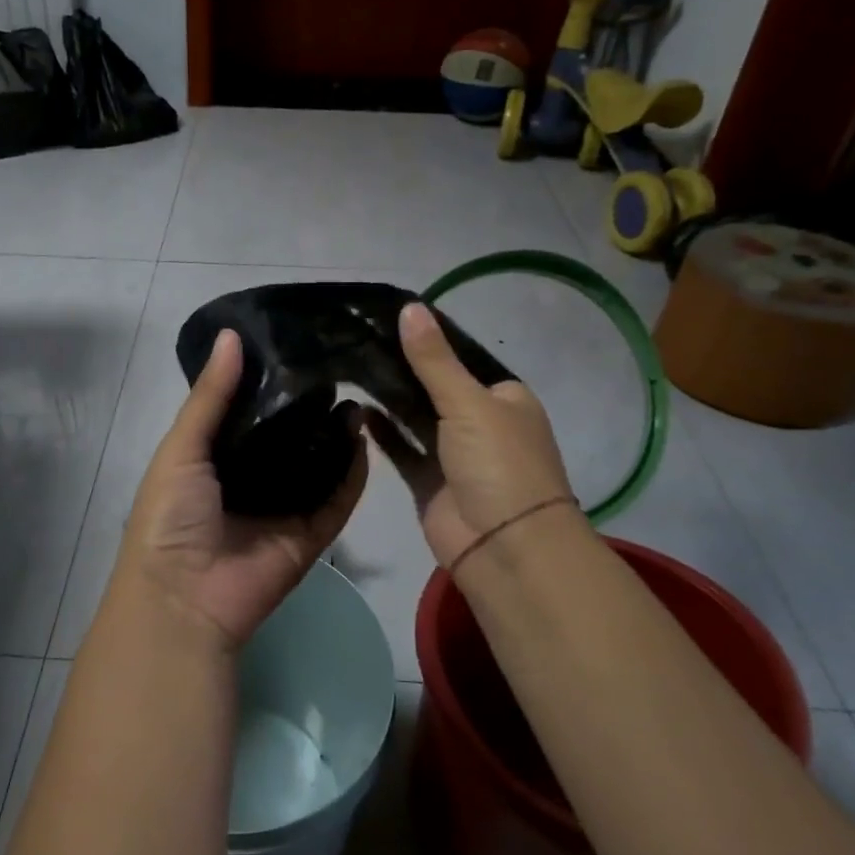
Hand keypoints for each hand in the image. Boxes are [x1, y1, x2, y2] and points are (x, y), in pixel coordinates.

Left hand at [111, 329, 368, 650]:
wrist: (183, 597)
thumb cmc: (171, 515)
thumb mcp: (181, 447)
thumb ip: (210, 396)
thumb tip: (232, 335)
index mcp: (216, 457)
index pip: (250, 411)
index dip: (271, 381)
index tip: (299, 345)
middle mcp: (252, 478)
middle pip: (289, 437)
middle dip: (311, 407)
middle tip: (340, 367)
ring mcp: (283, 508)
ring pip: (318, 466)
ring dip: (337, 437)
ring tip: (359, 396)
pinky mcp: (310, 536)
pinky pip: (337, 501)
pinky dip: (353, 476)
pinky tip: (366, 439)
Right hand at [367, 302, 577, 570]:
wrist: (505, 547)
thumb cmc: (499, 464)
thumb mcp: (469, 403)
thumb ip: (434, 360)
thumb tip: (410, 307)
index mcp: (504, 399)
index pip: (461, 359)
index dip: (427, 341)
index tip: (383, 321)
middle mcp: (480, 423)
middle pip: (434, 387)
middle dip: (401, 369)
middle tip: (355, 342)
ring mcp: (453, 454)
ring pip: (415, 418)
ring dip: (389, 399)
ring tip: (349, 368)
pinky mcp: (429, 481)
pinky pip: (402, 449)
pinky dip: (382, 432)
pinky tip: (356, 410)